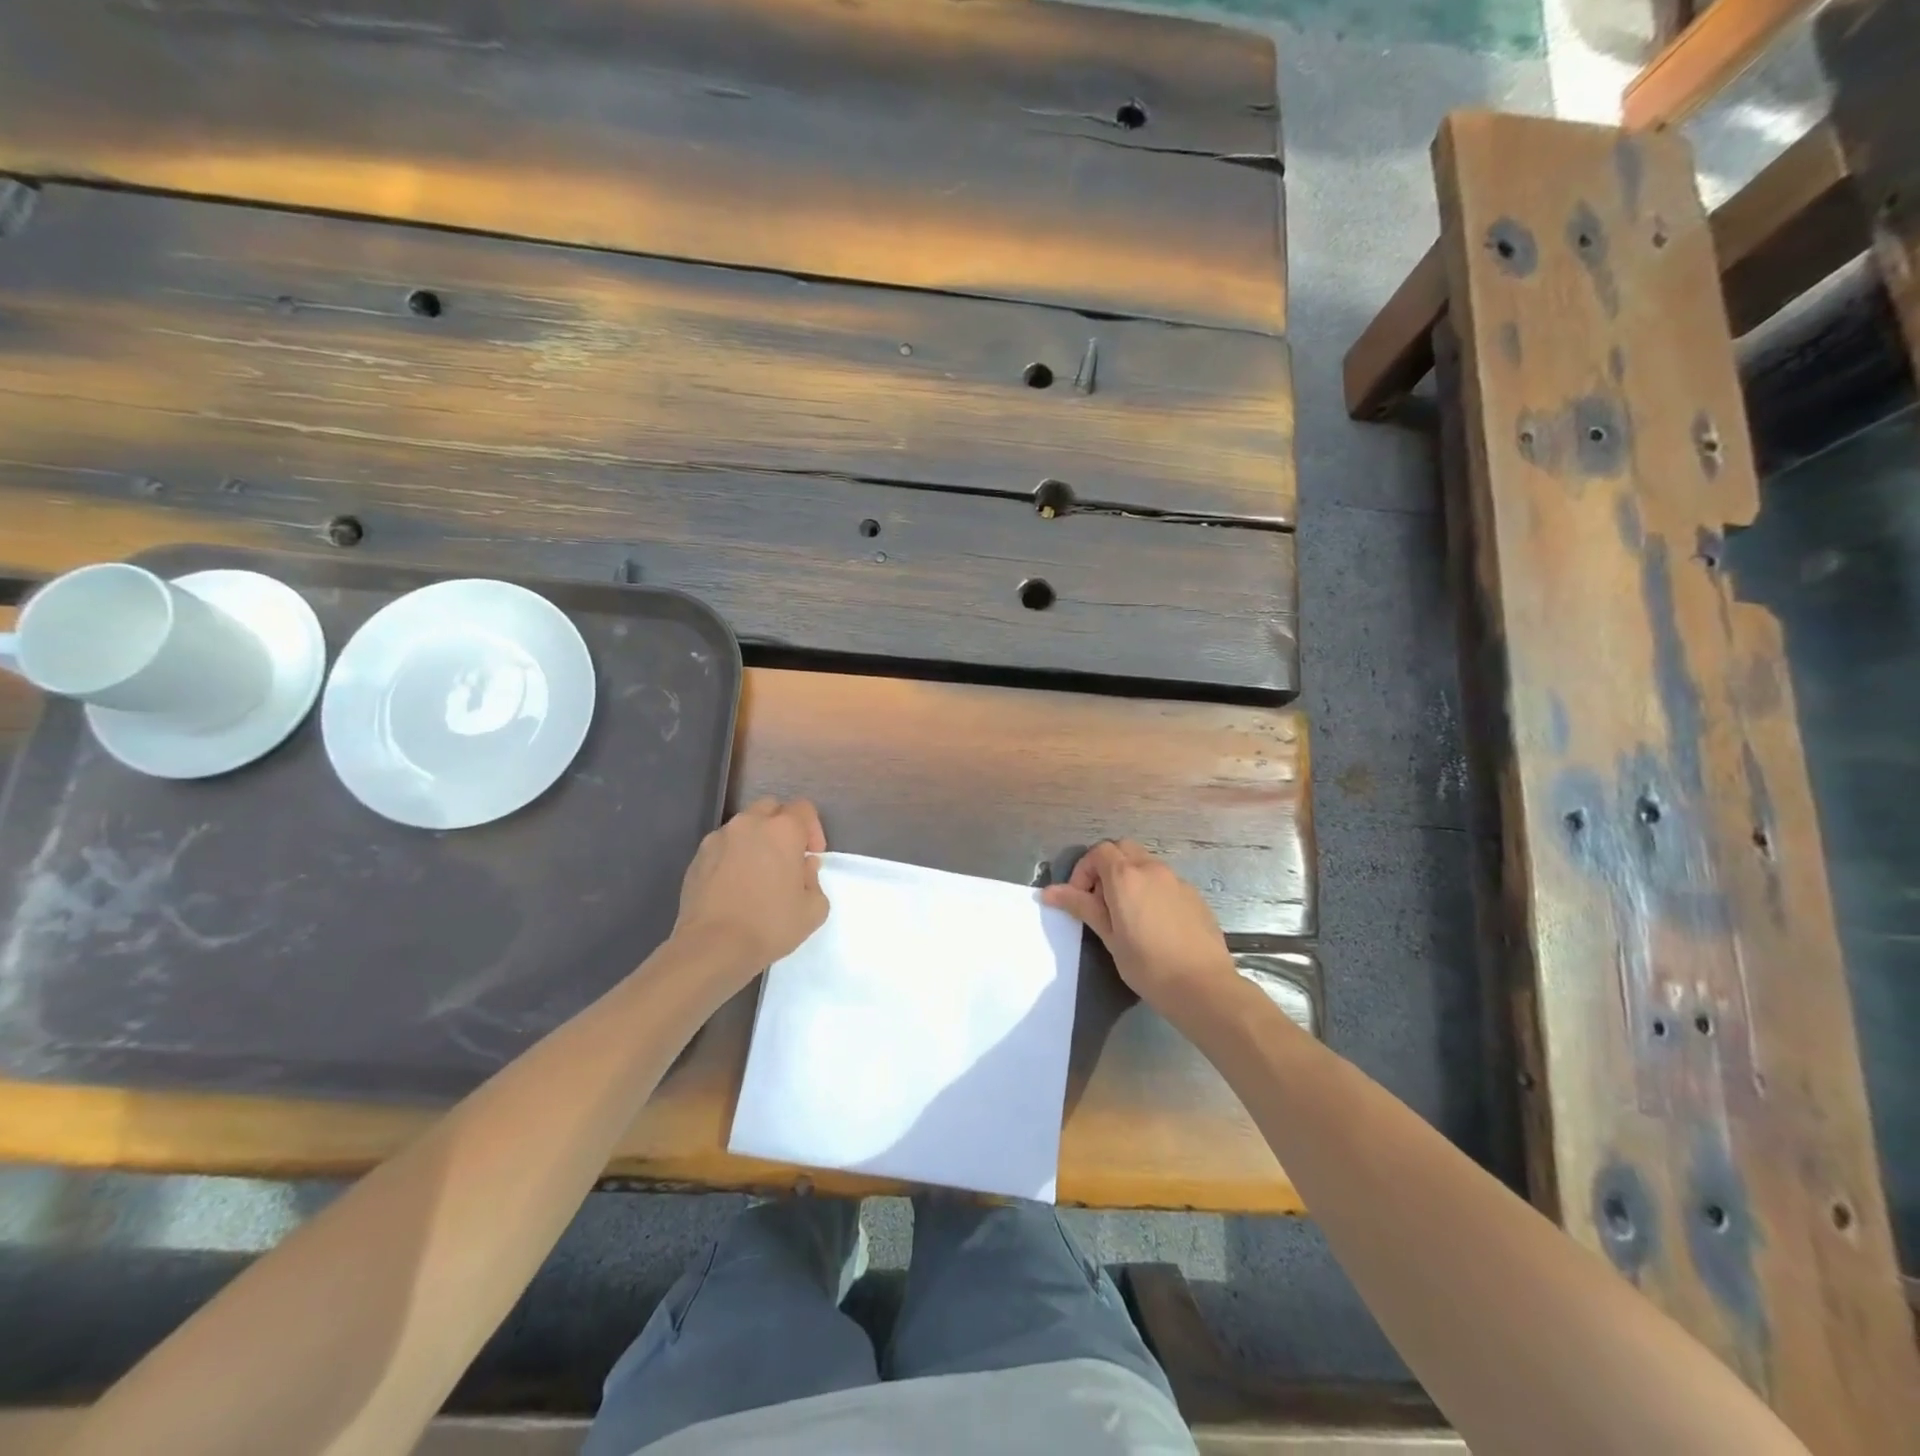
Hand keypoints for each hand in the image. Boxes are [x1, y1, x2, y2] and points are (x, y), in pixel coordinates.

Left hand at [673, 798, 829, 979]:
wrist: (712, 947)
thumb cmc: (770, 925)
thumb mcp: (813, 910)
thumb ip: (814, 880)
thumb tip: (803, 867)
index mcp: (783, 830)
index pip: (804, 809)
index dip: (813, 829)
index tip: (811, 856)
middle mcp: (749, 824)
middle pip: (771, 808)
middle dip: (783, 827)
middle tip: (787, 858)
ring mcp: (719, 838)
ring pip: (744, 826)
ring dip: (756, 840)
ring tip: (758, 872)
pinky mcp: (698, 857)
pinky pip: (723, 846)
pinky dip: (733, 856)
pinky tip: (735, 884)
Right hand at [1042, 840, 1237, 1017]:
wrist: (1203, 986)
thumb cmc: (1148, 965)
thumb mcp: (1108, 936)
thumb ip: (1081, 907)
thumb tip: (1049, 892)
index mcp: (1126, 876)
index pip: (1099, 852)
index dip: (1084, 870)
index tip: (1081, 899)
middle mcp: (1152, 869)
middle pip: (1122, 849)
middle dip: (1106, 867)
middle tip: (1101, 901)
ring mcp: (1176, 880)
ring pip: (1145, 862)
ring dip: (1129, 876)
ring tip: (1126, 913)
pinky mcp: (1193, 895)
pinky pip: (1164, 880)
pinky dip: (1150, 888)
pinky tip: (1153, 922)